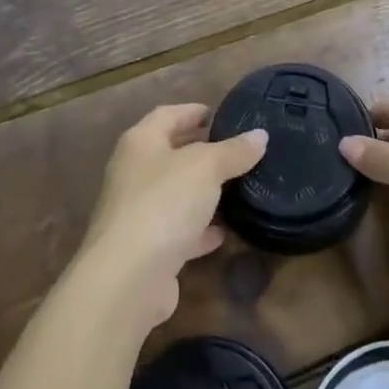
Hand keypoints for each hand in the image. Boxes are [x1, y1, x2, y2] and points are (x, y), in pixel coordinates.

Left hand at [80, 104, 267, 328]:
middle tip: (234, 149)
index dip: (192, 112)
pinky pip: (178, 230)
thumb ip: (234, 151)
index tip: (219, 114)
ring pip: (175, 193)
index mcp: (141, 142)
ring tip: (236, 187)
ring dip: (201, 191)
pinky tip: (223, 232)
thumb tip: (260, 136)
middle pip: (169, 153)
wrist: (128, 277)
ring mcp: (137, 212)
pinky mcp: (146, 249)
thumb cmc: (164, 203)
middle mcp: (133, 173)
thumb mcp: (206, 167)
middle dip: (200, 150)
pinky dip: (199, 230)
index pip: (167, 115)